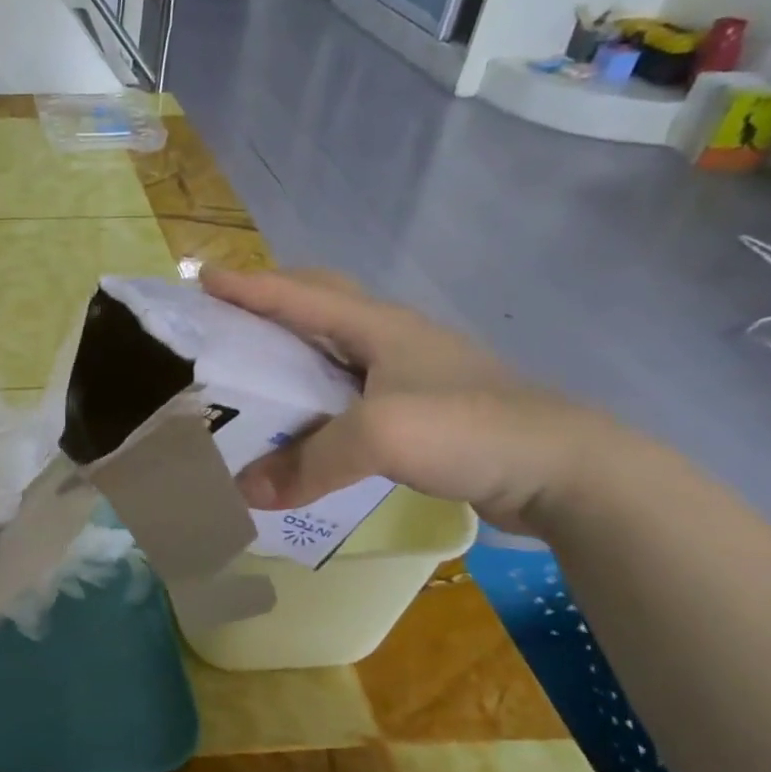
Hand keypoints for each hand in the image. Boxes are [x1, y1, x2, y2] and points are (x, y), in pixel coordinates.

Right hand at [202, 268, 613, 534]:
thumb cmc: (470, 429)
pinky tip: (308, 415)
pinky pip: (353, 387)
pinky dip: (318, 391)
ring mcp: (413, 373)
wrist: (568, 472)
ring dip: (295, 345)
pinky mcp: (425, 409)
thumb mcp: (378, 438)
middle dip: (273, 299)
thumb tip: (246, 491)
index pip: (300, 294)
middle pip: (321, 302)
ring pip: (337, 345)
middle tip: (229, 313)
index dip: (248, 285)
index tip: (202, 280)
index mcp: (379, 326)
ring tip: (257, 363)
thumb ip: (307, 461)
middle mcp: (393, 339)